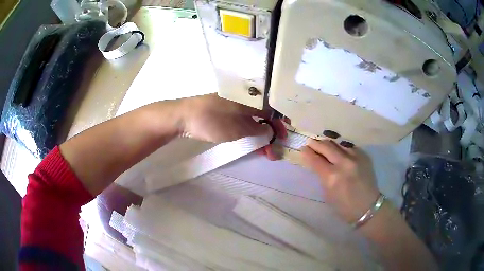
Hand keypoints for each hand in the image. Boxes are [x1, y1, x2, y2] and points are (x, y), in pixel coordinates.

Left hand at [179, 94, 286, 159]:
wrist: (183, 117)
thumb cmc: (211, 120)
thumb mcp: (236, 128)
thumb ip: (256, 128)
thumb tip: (269, 129)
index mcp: (249, 99)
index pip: (271, 109)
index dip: (279, 123)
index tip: (284, 136)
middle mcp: (244, 101)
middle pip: (264, 117)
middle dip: (271, 134)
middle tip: (274, 151)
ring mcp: (233, 108)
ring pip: (253, 122)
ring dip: (261, 136)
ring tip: (265, 152)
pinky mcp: (225, 115)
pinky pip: (243, 123)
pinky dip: (250, 134)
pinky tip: (253, 144)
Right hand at [301, 139, 378, 222]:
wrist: (367, 206)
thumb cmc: (344, 206)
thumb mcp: (327, 193)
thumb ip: (321, 175)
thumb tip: (316, 162)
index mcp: (332, 177)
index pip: (315, 159)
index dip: (307, 153)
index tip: (303, 149)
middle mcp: (344, 163)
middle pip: (326, 146)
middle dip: (316, 143)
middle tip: (311, 142)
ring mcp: (356, 157)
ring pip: (338, 143)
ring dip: (329, 143)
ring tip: (323, 143)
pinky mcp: (364, 155)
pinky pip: (349, 147)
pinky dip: (342, 147)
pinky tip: (339, 149)